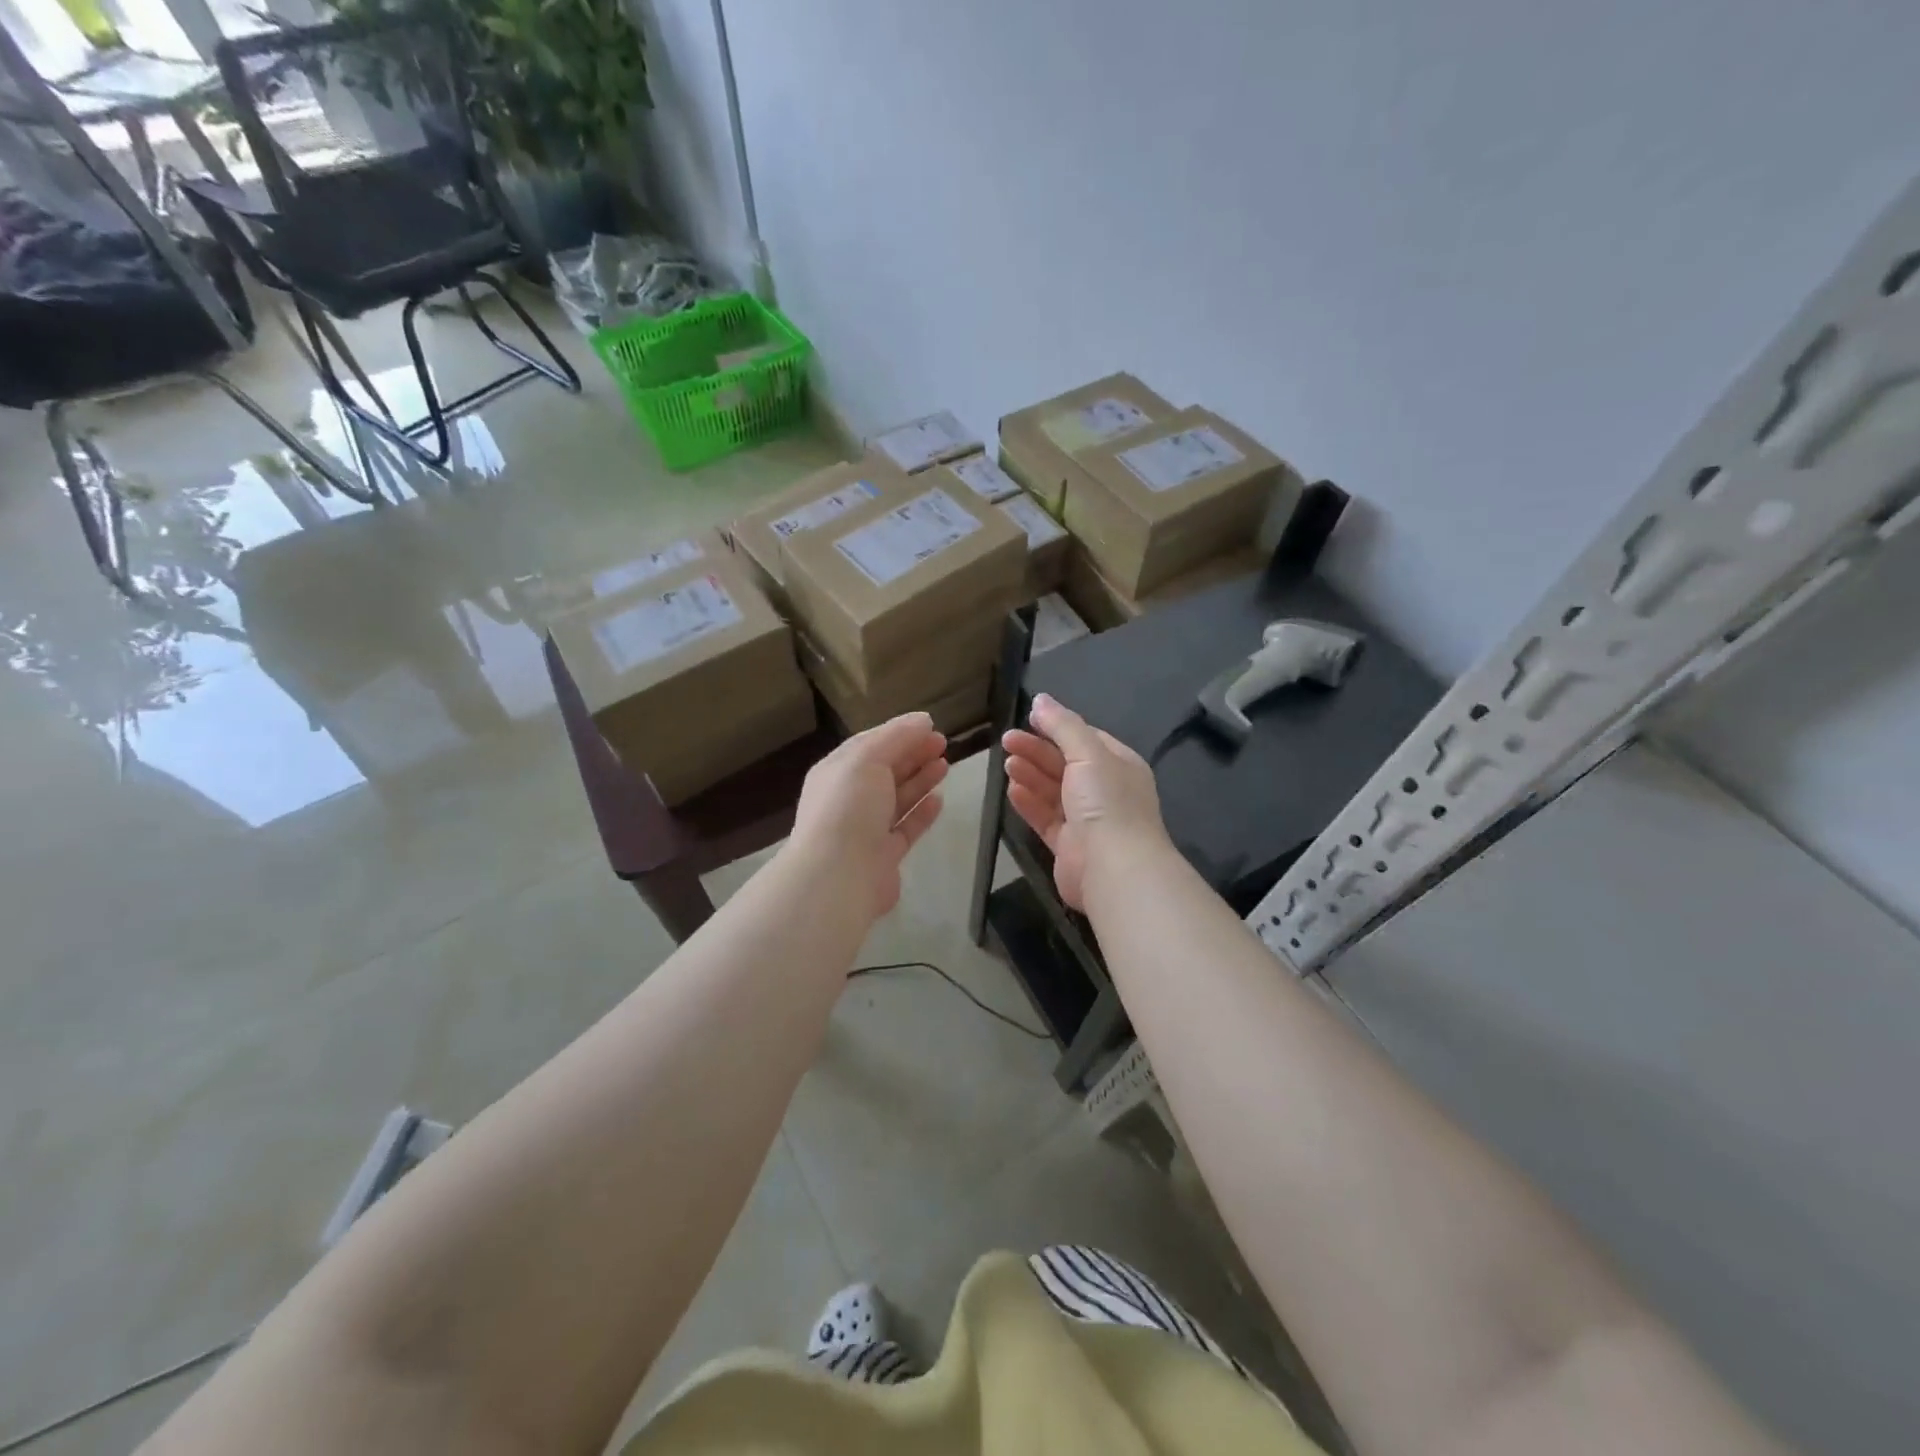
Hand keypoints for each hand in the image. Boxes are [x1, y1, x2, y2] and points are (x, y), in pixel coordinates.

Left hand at [788, 712, 948, 920]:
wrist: (839, 876)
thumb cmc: (849, 807)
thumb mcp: (868, 759)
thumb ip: (896, 737)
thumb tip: (922, 720)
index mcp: (836, 772)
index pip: (869, 745)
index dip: (899, 733)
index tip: (930, 725)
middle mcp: (849, 799)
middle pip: (885, 771)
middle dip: (912, 754)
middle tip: (943, 742)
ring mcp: (865, 829)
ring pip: (897, 799)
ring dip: (920, 780)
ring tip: (945, 765)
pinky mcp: (884, 855)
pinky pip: (905, 828)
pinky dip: (922, 813)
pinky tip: (939, 799)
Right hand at [1002, 694, 1169, 910]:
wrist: (1115, 869)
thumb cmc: (1106, 803)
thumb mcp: (1088, 753)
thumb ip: (1063, 725)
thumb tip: (1041, 699)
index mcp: (1119, 765)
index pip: (1086, 739)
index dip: (1057, 727)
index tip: (1028, 719)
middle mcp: (1105, 791)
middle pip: (1066, 764)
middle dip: (1037, 750)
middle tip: (1006, 740)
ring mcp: (1088, 820)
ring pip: (1054, 791)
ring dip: (1031, 775)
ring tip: (1007, 763)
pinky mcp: (1069, 846)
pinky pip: (1046, 818)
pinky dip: (1029, 803)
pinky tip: (1012, 790)